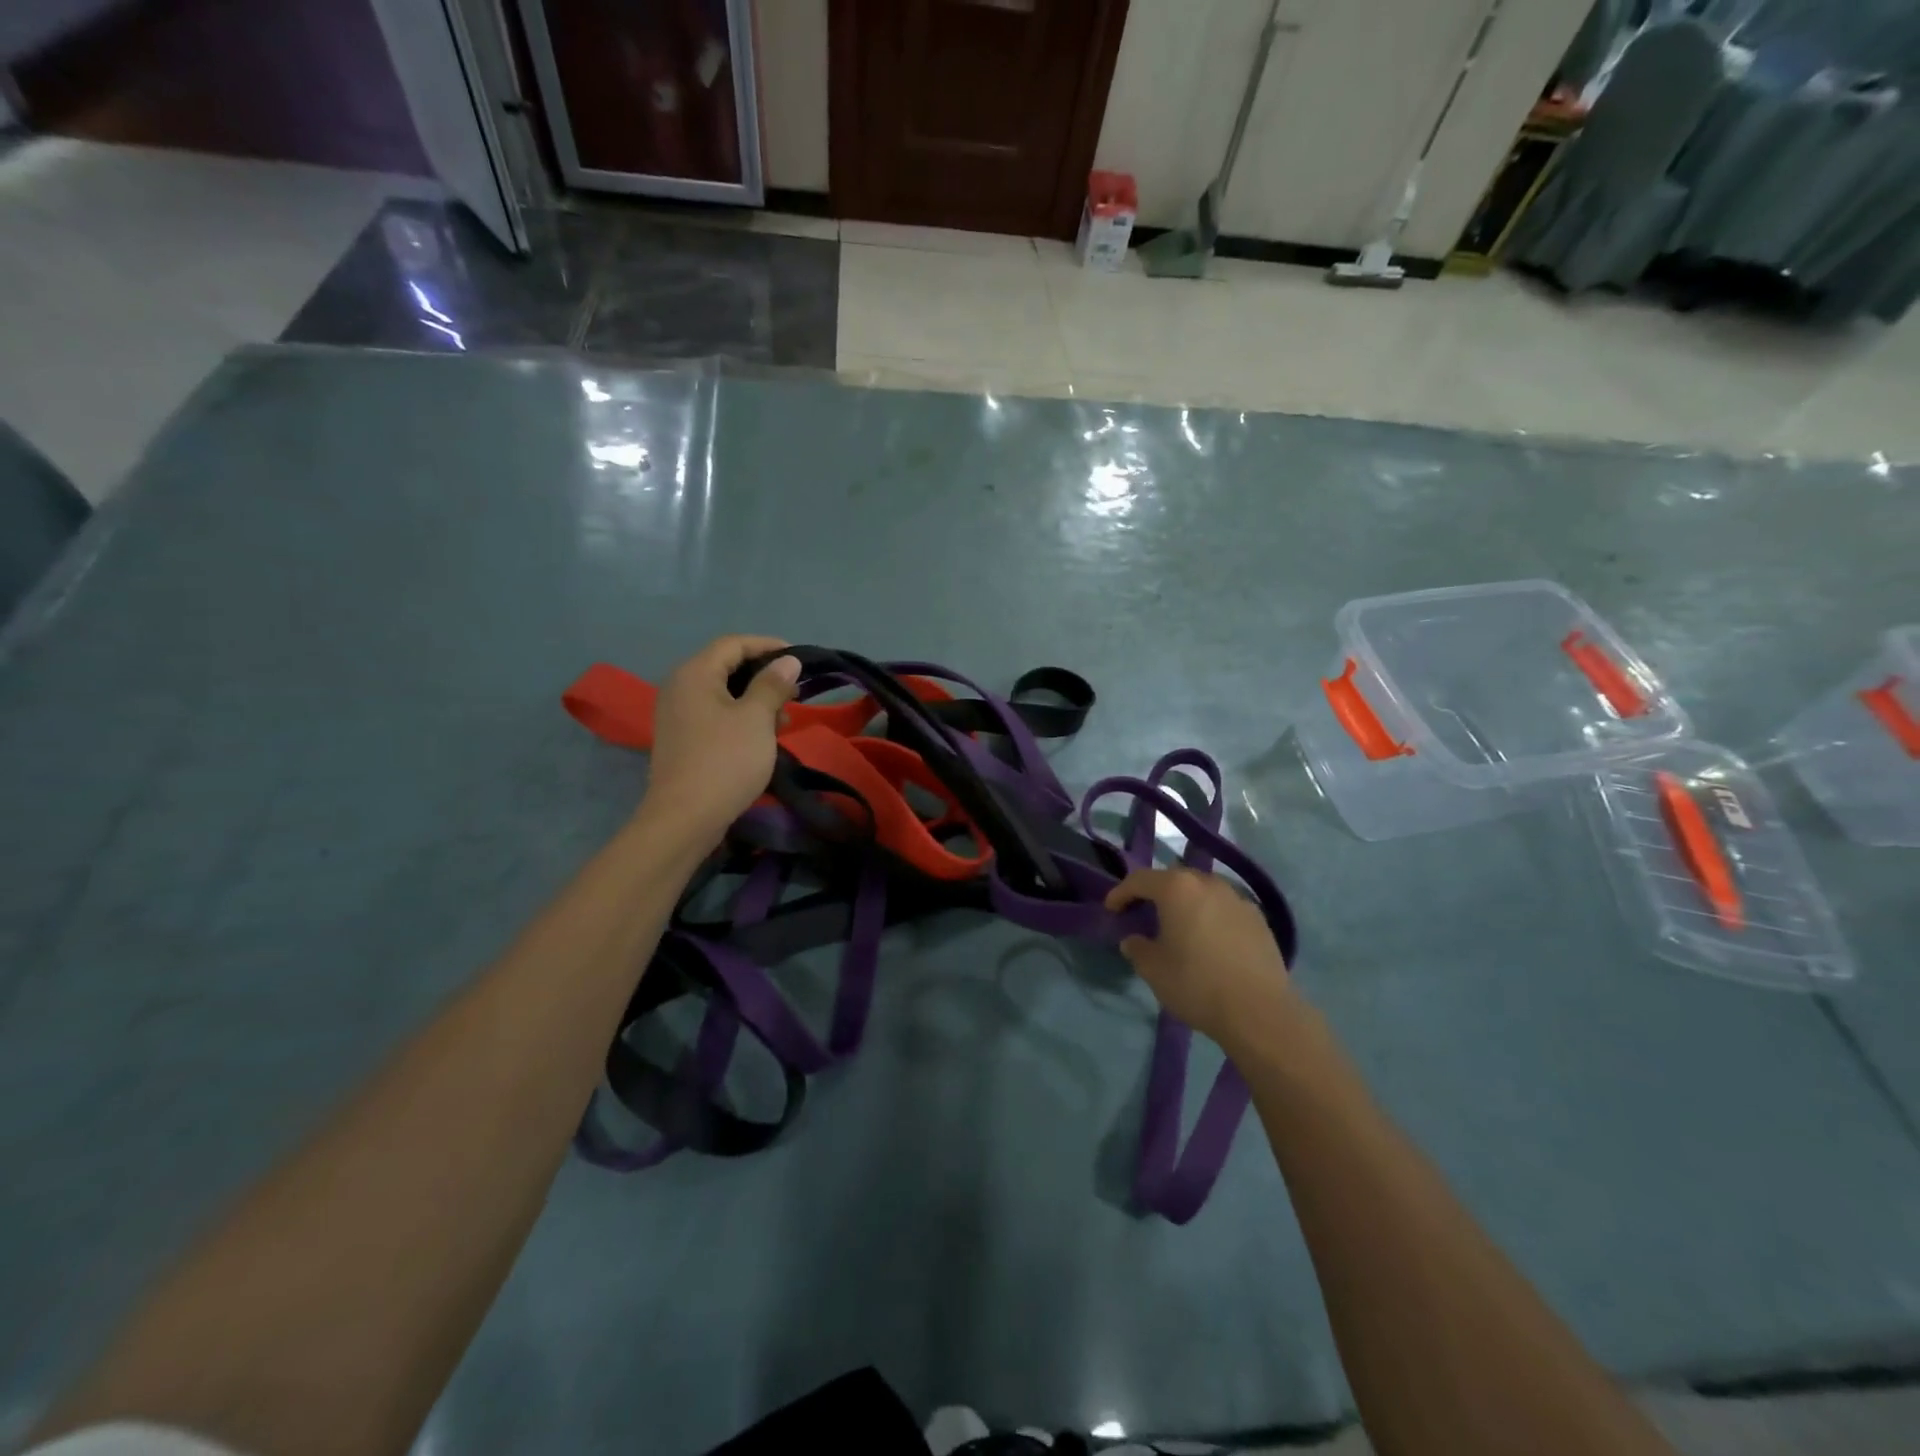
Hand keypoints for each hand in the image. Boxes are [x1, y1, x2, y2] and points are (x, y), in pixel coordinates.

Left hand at [639, 635, 800, 844]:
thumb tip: (787, 661)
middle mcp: (680, 687)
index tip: (799, 659)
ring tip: (784, 721)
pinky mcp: (683, 739)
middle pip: (726, 667)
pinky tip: (763, 737)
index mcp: (695, 674)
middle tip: (795, 694)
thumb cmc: (725, 760)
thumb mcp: (757, 718)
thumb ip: (772, 685)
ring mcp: (678, 715)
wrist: (685, 818)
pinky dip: (741, 717)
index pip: (733, 644)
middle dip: (764, 676)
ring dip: (756, 700)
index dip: (768, 646)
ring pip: (723, 694)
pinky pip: (715, 715)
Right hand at [1105, 867, 1295, 1047]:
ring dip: (1186, 903)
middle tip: (1143, 913)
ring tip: (1179, 926)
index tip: (1111, 909)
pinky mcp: (1258, 918)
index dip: (1121, 893)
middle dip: (1155, 893)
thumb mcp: (1153, 970)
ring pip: (1202, 891)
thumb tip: (1134, 940)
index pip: (1140, 880)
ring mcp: (1237, 898)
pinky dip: (1210, 915)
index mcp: (1177, 888)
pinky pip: (1225, 908)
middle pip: (1174, 879)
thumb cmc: (1196, 984)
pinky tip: (1209, 939)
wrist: (1259, 1011)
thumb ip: (1137, 948)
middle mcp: (1208, 883)